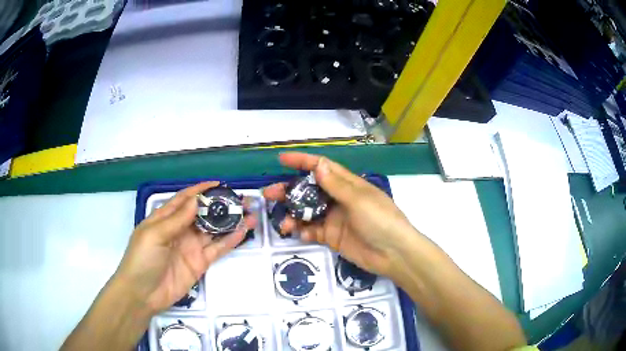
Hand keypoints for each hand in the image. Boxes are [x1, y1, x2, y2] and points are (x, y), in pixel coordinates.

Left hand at [113, 182, 256, 313]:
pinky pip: (217, 249)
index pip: (185, 200)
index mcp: (164, 219)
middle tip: (242, 200)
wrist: (142, 294)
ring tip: (249, 214)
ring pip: (213, 231)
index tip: (219, 184)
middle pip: (202, 214)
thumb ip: (177, 219)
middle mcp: (179, 230)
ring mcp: (191, 247)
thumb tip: (197, 200)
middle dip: (220, 206)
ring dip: (230, 222)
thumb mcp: (155, 235)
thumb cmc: (142, 259)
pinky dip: (229, 241)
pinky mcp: (199, 263)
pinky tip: (242, 232)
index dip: (201, 191)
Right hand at [263, 152, 416, 278]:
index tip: (282, 160)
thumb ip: (337, 186)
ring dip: (293, 215)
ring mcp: (334, 219)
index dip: (302, 161)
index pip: (322, 168)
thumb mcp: (359, 200)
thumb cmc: (381, 221)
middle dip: (289, 191)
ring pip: (307, 212)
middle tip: (269, 194)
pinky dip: (304, 231)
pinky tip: (299, 234)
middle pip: (309, 190)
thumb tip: (318, 165)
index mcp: (348, 185)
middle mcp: (339, 199)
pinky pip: (313, 231)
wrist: (393, 254)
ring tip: (282, 223)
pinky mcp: (332, 237)